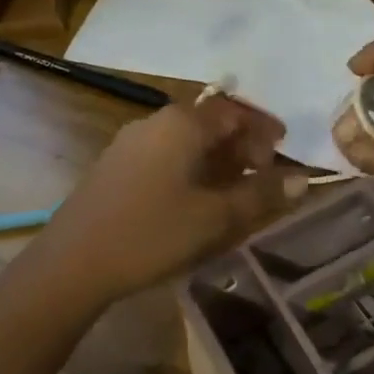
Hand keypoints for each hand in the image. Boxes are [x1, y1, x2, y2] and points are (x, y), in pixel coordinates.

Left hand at [25, 95, 307, 304]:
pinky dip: (191, 167)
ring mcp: (130, 143)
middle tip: (262, 173)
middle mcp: (155, 122)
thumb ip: (260, 195)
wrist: (71, 263)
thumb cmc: (150, 233)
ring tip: (234, 189)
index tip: (283, 149)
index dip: (263, 128)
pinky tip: (195, 198)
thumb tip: (301, 179)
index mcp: (182, 124)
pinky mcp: (115, 166)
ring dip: (216, 157)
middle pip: (209, 121)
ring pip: (186, 139)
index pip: (233, 110)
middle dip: (240, 143)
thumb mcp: (215, 218)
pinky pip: (165, 154)